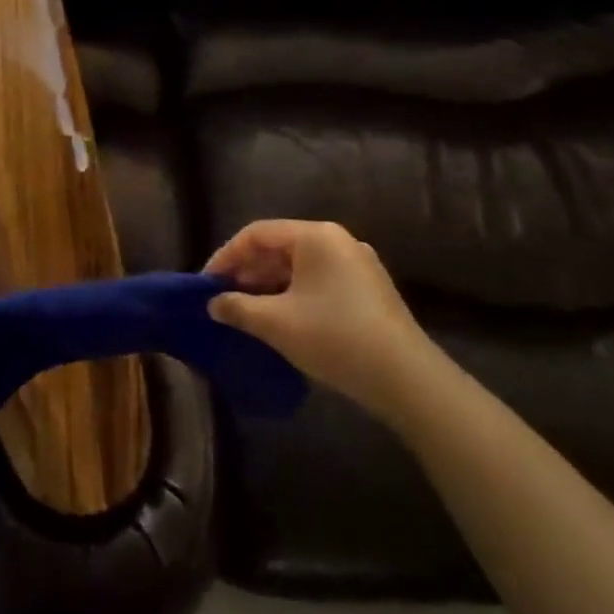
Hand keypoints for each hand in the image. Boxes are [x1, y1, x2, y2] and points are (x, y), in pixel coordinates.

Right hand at [205, 219, 436, 422]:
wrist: (406, 379)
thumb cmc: (334, 337)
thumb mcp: (276, 323)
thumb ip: (237, 307)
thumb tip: (213, 304)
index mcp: (315, 236)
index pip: (256, 234)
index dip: (226, 256)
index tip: (206, 283)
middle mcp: (337, 240)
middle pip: (279, 246)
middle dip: (247, 271)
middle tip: (223, 298)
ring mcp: (357, 264)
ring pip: (299, 265)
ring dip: (269, 285)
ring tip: (247, 310)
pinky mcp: (368, 289)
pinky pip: (318, 280)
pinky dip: (293, 293)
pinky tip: (280, 318)